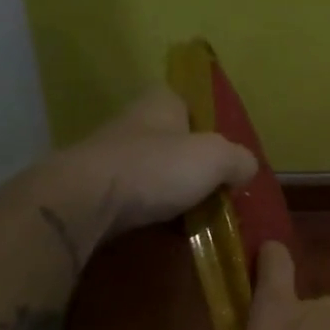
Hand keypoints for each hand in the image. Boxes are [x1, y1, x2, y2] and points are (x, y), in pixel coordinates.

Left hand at [40, 85, 257, 249]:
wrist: (84, 202)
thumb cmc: (156, 168)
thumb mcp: (217, 158)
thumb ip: (240, 160)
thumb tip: (245, 169)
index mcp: (161, 101)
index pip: (190, 102)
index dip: (209, 125)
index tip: (225, 152)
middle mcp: (133, 121)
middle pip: (173, 139)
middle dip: (191, 162)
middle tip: (216, 188)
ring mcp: (109, 154)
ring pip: (153, 169)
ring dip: (170, 189)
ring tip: (194, 214)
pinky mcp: (93, 188)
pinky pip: (133, 197)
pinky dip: (148, 210)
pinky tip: (163, 228)